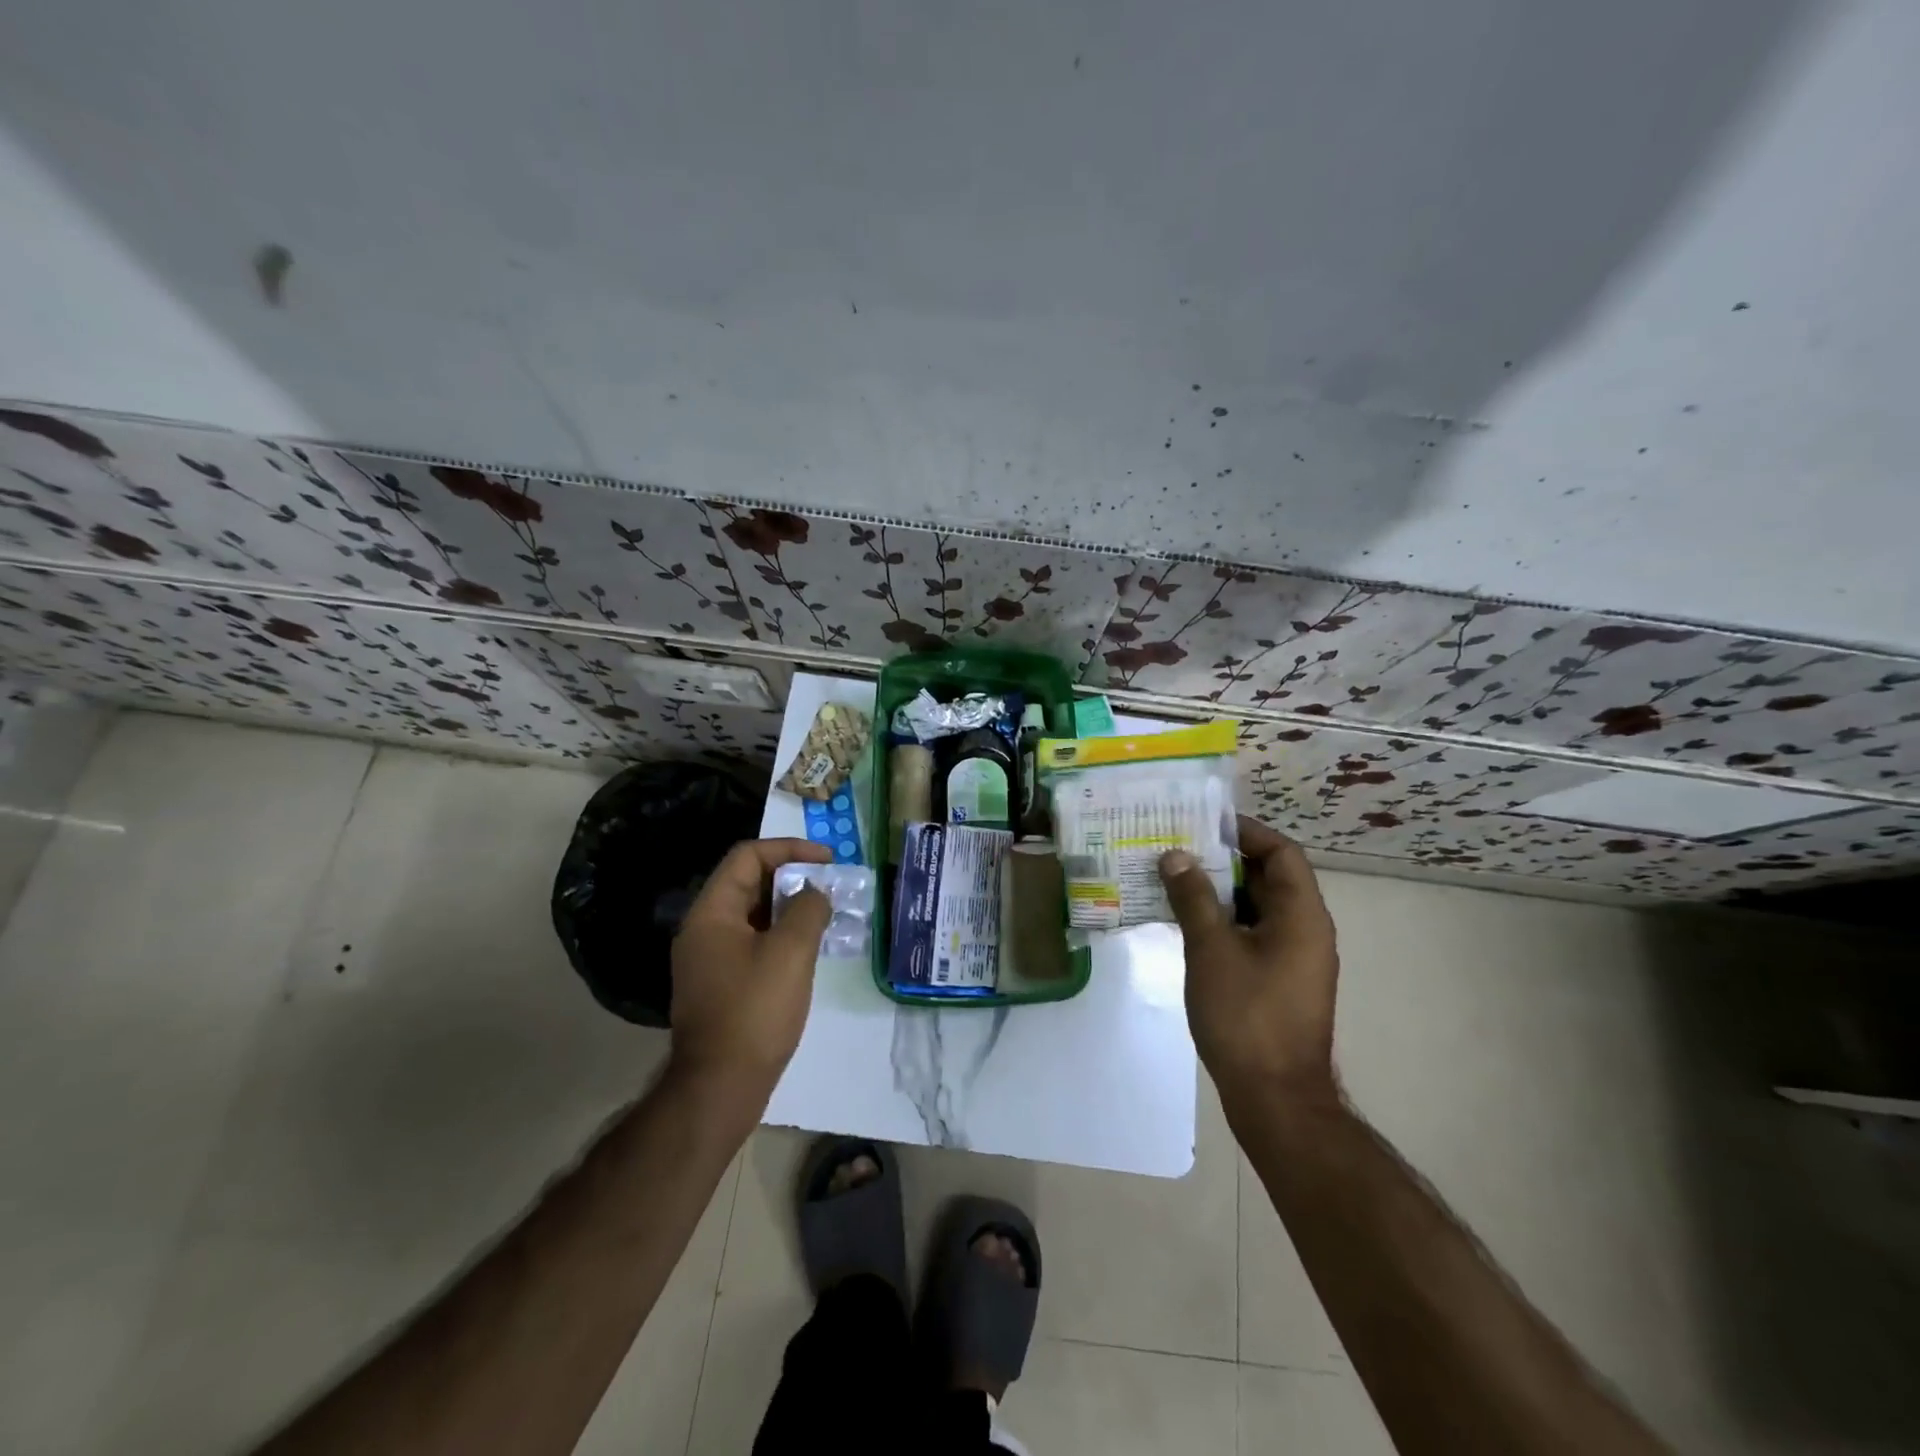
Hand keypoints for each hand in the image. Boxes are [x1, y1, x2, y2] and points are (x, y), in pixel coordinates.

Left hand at [670, 838, 834, 1108]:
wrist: (719, 1088)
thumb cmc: (754, 1011)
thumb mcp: (791, 952)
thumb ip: (808, 909)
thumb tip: (815, 893)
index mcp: (711, 913)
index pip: (748, 857)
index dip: (789, 849)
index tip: (827, 860)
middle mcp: (704, 929)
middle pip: (749, 883)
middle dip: (793, 877)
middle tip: (832, 885)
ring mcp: (710, 959)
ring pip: (754, 915)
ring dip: (790, 908)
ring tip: (828, 914)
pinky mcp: (721, 984)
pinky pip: (754, 943)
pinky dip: (782, 935)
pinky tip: (810, 949)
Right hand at [1159, 817, 1339, 1099]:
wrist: (1274, 1098)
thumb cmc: (1246, 1015)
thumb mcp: (1211, 949)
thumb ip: (1193, 897)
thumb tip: (1175, 856)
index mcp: (1302, 915)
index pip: (1281, 853)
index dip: (1245, 832)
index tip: (1202, 823)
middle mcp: (1306, 930)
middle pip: (1268, 877)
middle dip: (1223, 860)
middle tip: (1176, 848)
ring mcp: (1294, 959)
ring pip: (1257, 908)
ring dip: (1218, 892)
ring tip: (1172, 879)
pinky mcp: (1279, 981)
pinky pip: (1252, 934)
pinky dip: (1223, 921)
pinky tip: (1185, 922)